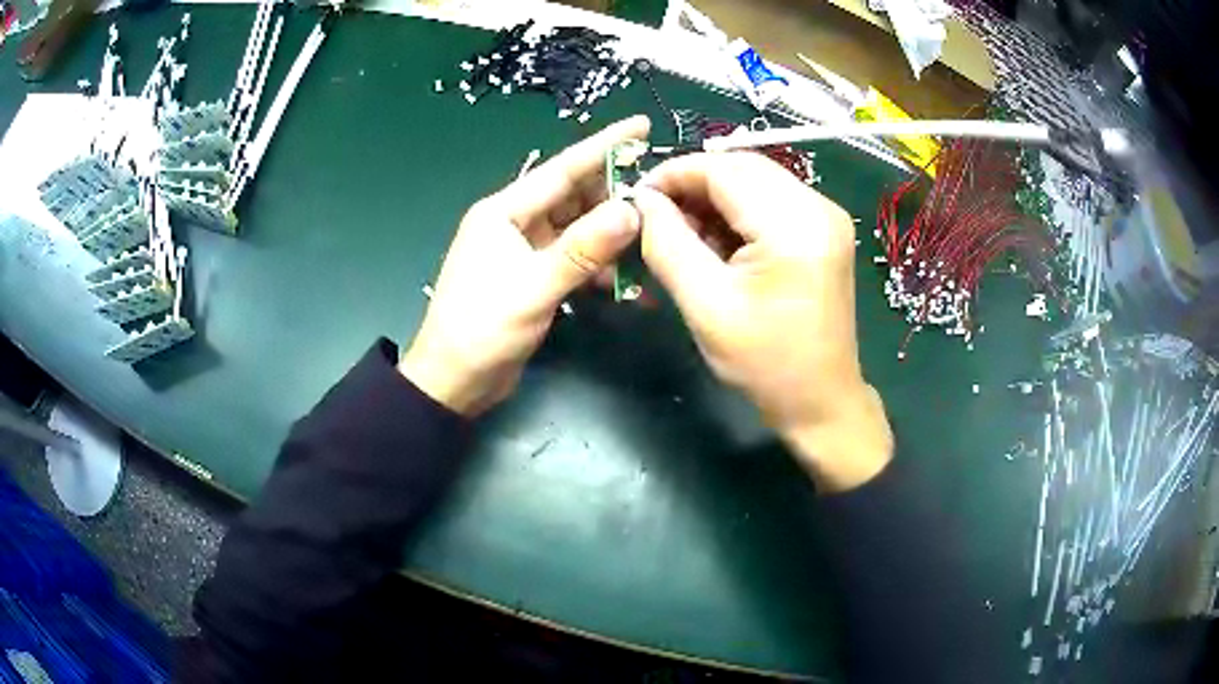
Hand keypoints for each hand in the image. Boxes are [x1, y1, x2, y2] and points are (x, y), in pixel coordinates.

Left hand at [399, 116, 650, 415]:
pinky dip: (598, 266)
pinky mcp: (534, 277)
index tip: (641, 124)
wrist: (454, 383)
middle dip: (615, 194)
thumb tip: (631, 210)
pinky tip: (625, 279)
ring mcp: (525, 250)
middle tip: (661, 193)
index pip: (562, 169)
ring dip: (611, 234)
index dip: (604, 146)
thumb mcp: (533, 287)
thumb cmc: (482, 330)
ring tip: (653, 236)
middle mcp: (515, 222)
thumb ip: (582, 249)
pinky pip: (574, 259)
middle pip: (574, 196)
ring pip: (578, 229)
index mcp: (504, 211)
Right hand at [634, 152, 892, 490]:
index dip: (675, 173)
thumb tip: (643, 200)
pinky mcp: (823, 229)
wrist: (821, 401)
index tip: (637, 196)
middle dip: (693, 184)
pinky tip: (716, 241)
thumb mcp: (706, 306)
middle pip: (742, 167)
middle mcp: (818, 207)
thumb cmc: (766, 364)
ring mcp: (826, 216)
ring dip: (714, 198)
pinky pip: (770, 200)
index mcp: (795, 225)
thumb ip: (667, 243)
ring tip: (683, 233)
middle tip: (656, 215)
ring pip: (754, 180)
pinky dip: (737, 211)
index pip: (724, 169)